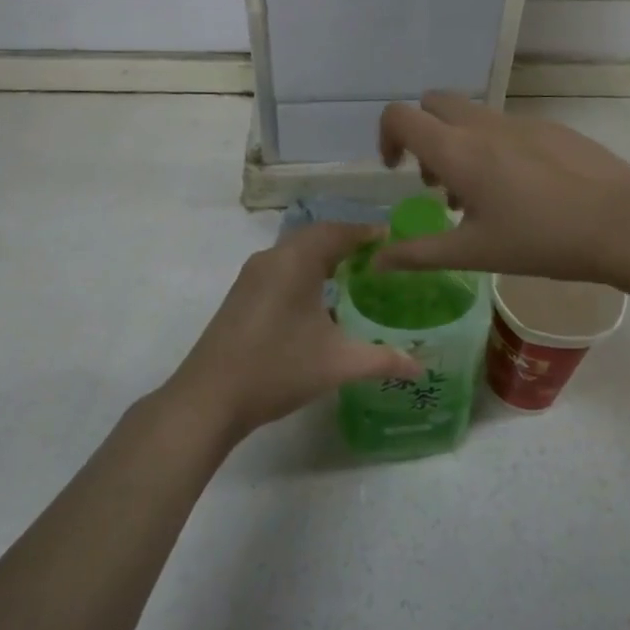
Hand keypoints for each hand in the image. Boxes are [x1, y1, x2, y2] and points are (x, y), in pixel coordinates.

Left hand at [163, 222, 422, 438]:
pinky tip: (319, 300)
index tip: (393, 240)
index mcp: (295, 262)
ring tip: (354, 275)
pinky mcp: (241, 295)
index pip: (337, 231)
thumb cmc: (277, 369)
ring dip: (323, 257)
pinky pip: (281, 268)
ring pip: (295, 253)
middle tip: (378, 258)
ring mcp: (251, 276)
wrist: (209, 398)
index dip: (367, 232)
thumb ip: (382, 360)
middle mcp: (272, 258)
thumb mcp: (337, 364)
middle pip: (315, 236)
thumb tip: (420, 365)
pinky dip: (305, 272)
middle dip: (347, 242)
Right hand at [375, 92, 629, 284]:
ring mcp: (521, 122)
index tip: (397, 171)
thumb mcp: (473, 252)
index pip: (400, 116)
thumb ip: (418, 254)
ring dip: (459, 142)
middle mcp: (483, 125)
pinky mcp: (551, 128)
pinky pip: (507, 126)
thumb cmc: (540, 240)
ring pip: (472, 115)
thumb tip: (376, 262)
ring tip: (479, 195)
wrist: (624, 222)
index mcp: (457, 150)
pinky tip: (524, 192)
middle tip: (436, 180)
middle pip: (434, 103)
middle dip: (423, 133)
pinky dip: (495, 147)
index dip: (386, 137)